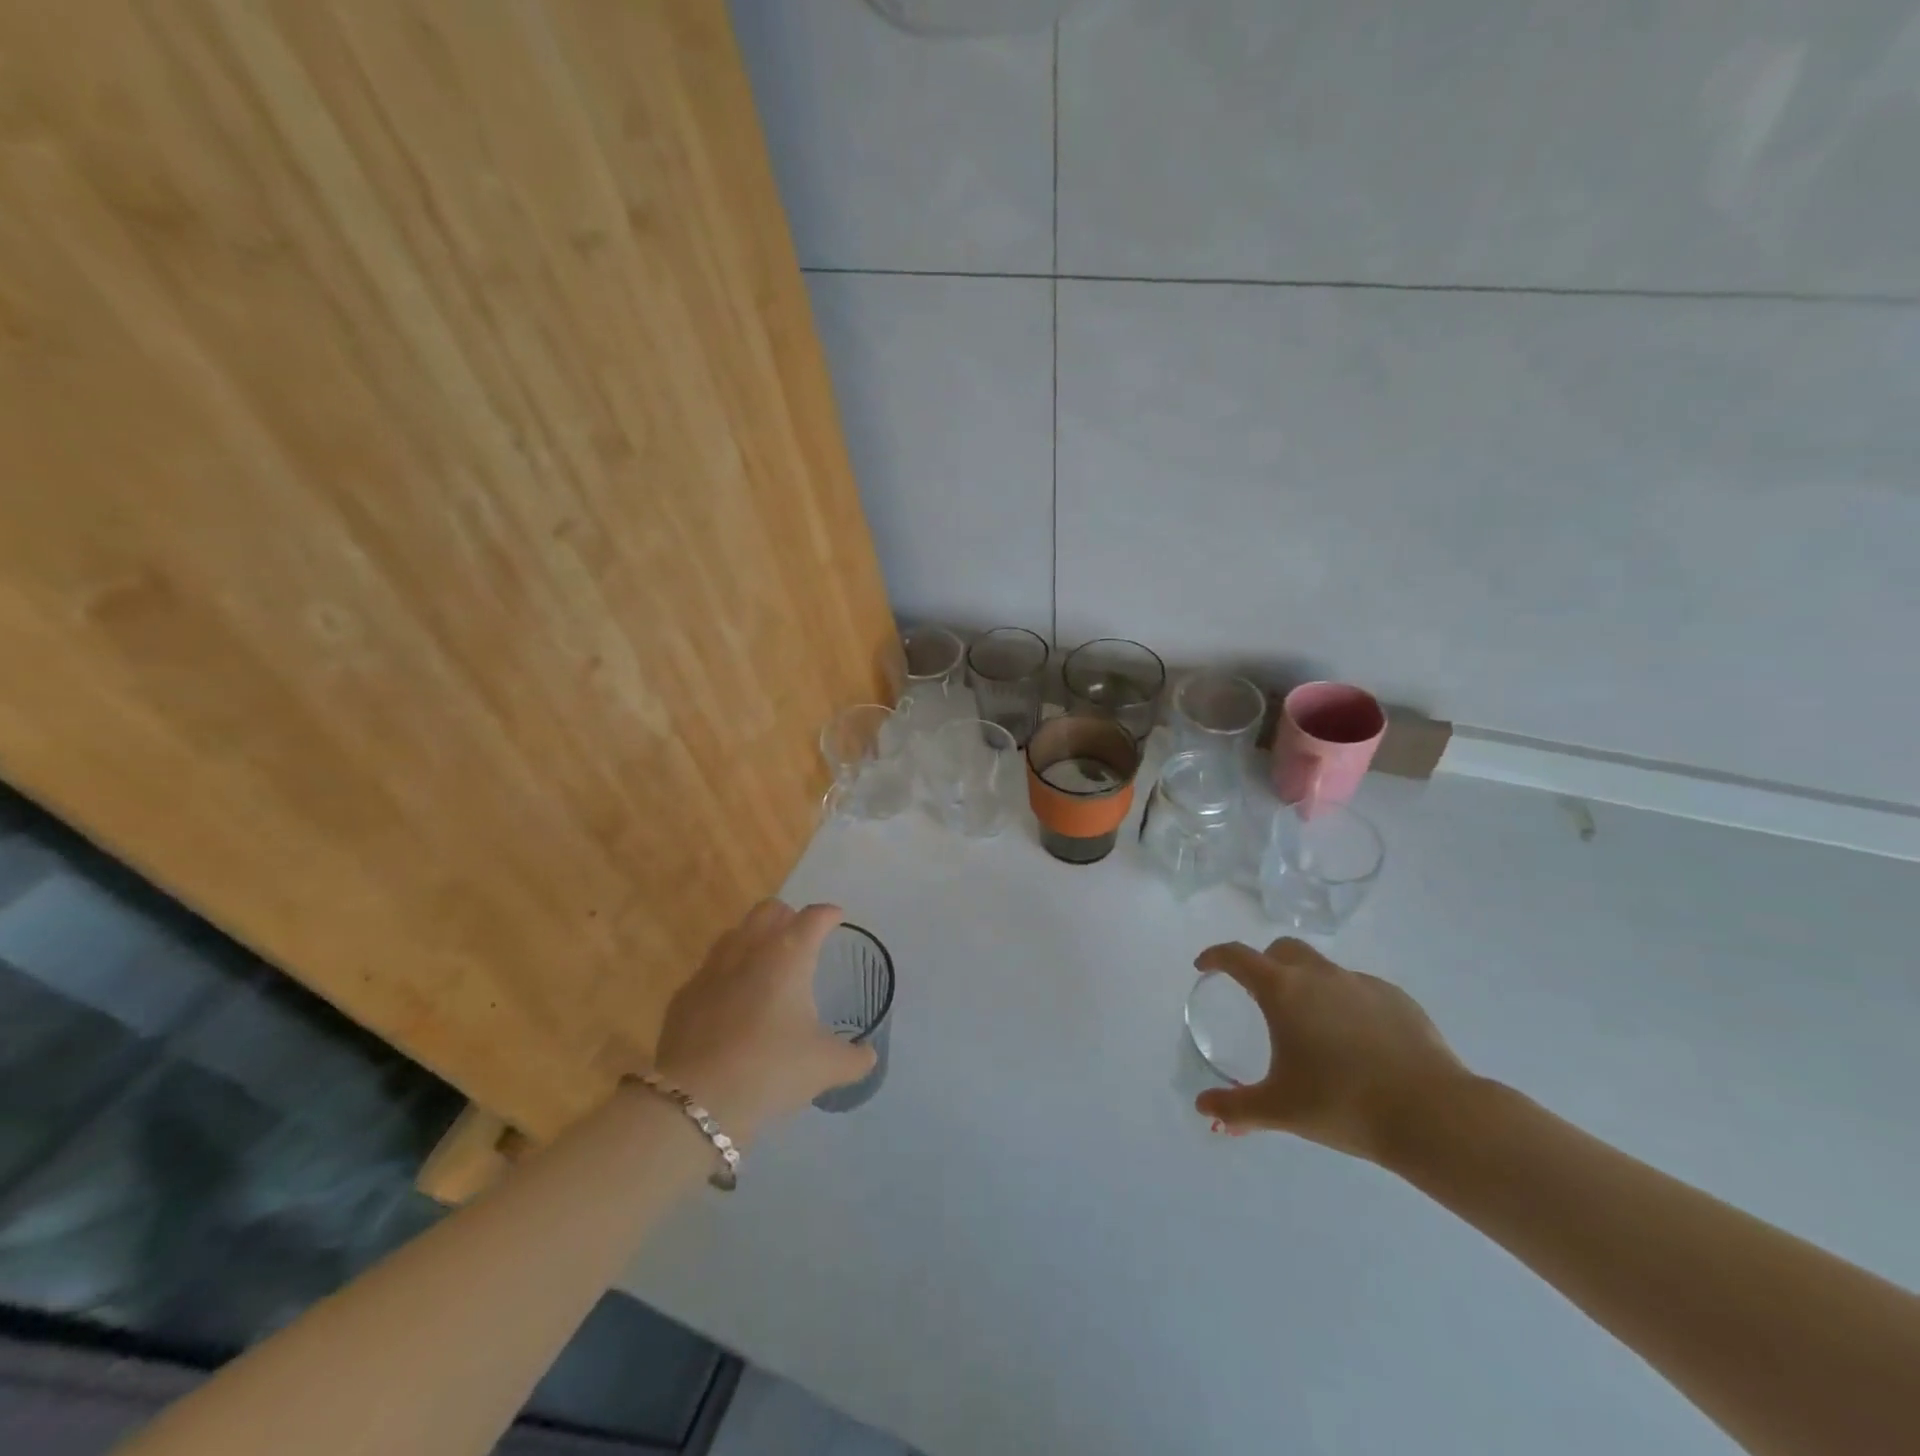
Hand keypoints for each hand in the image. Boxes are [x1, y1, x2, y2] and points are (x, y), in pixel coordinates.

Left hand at [654, 900, 874, 1141]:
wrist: (696, 1100)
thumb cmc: (771, 1069)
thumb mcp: (826, 1067)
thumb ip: (854, 1058)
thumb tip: (868, 1056)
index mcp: (788, 955)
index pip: (813, 917)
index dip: (828, 915)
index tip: (837, 918)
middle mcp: (749, 950)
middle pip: (769, 910)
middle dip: (787, 916)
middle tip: (800, 937)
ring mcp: (711, 970)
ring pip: (734, 934)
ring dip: (753, 940)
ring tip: (766, 965)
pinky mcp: (684, 996)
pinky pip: (709, 971)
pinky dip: (725, 975)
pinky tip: (731, 1002)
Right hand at [1193, 938, 1472, 1162]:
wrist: (1431, 1114)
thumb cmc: (1342, 1104)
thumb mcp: (1279, 1110)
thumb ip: (1235, 1108)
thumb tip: (1203, 1108)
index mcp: (1283, 990)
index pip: (1237, 956)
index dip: (1216, 956)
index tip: (1204, 966)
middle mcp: (1319, 975)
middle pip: (1282, 950)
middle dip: (1264, 963)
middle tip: (1260, 994)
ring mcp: (1362, 983)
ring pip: (1323, 969)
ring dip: (1308, 984)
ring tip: (1313, 1026)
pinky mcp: (1398, 999)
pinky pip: (1359, 990)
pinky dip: (1346, 1004)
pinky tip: (1357, 1042)